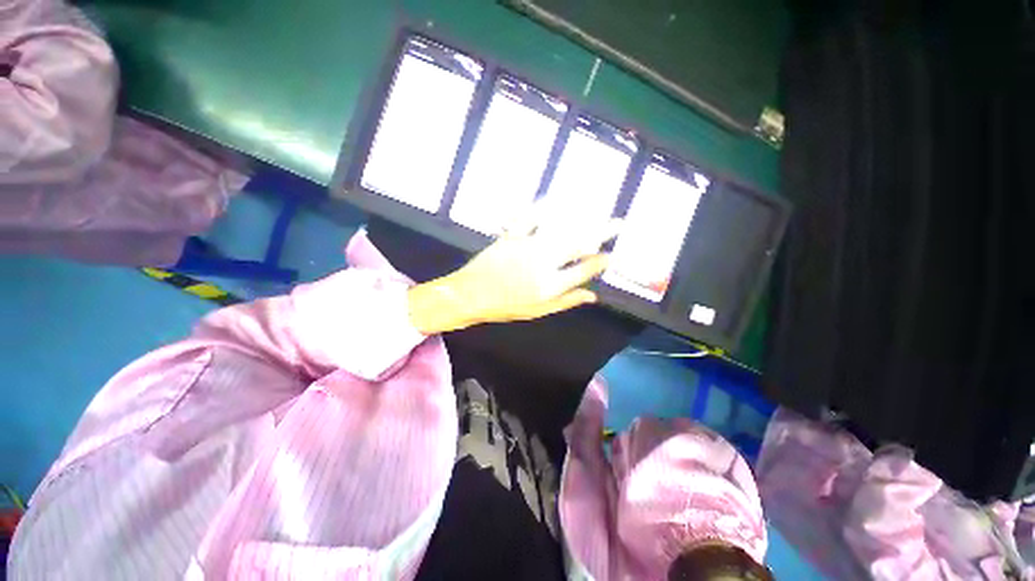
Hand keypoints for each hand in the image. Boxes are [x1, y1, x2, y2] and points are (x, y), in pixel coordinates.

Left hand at [408, 218, 619, 334]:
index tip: (613, 254)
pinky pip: (529, 218)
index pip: (584, 271)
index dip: (601, 262)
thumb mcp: (537, 311)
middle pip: (578, 245)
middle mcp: (543, 263)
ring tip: (596, 209)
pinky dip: (541, 207)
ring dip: (580, 218)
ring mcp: (527, 247)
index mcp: (550, 285)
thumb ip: (566, 301)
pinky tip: (552, 199)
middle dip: (602, 232)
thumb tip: (593, 296)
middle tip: (618, 222)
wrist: (470, 295)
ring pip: (559, 230)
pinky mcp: (512, 236)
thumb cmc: (504, 307)